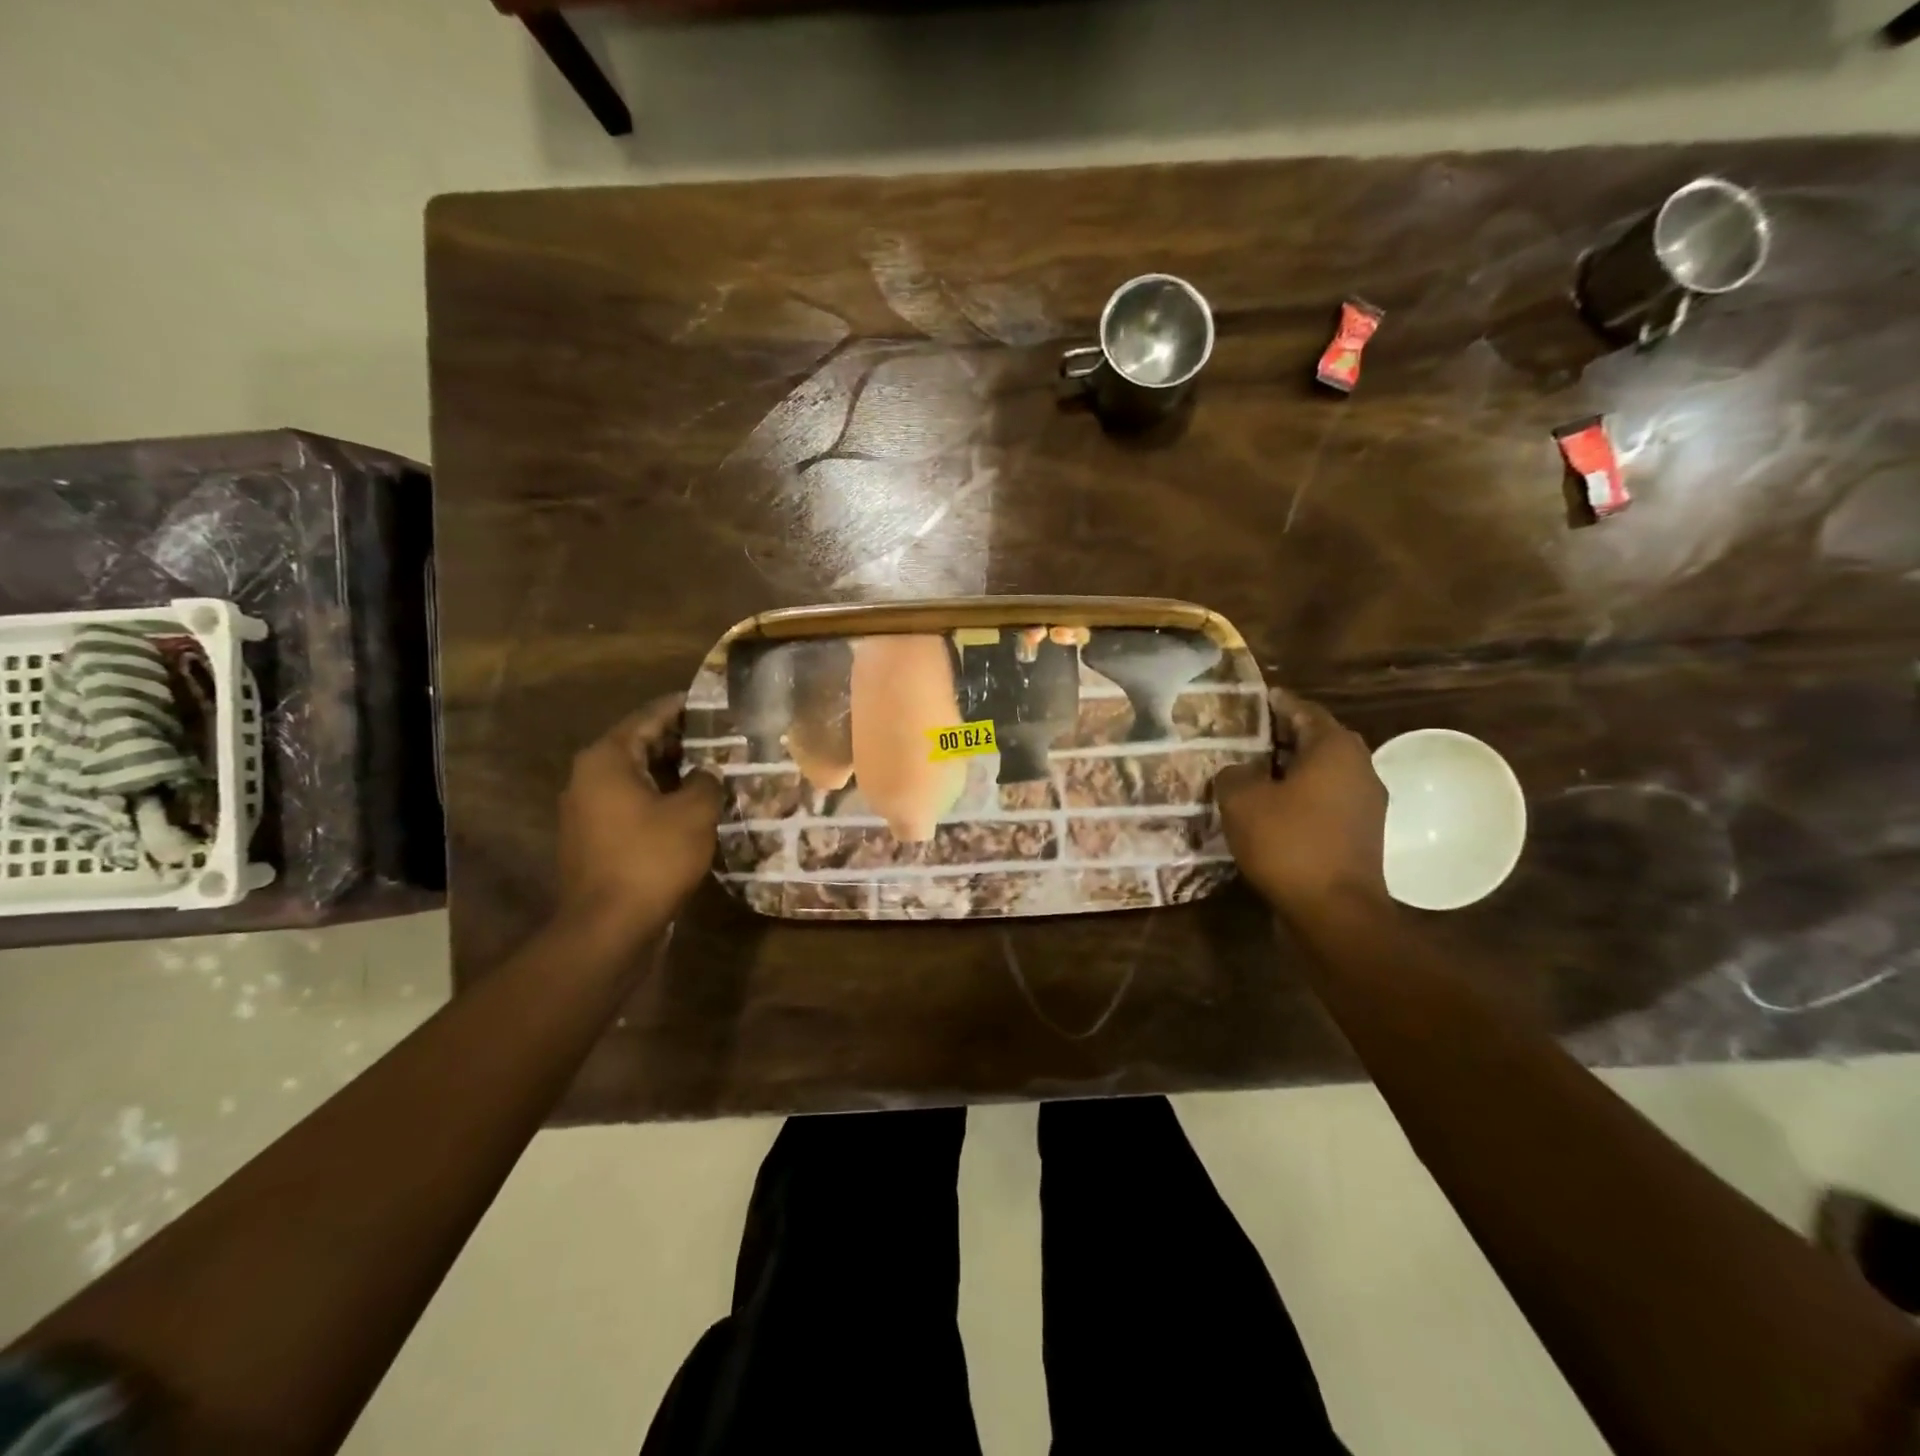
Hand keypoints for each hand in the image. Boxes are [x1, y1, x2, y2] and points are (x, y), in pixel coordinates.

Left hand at [556, 696, 724, 937]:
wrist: (608, 927)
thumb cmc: (651, 859)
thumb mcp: (694, 813)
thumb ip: (706, 781)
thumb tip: (707, 773)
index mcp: (607, 759)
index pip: (648, 717)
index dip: (681, 707)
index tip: (710, 701)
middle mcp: (589, 777)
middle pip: (639, 744)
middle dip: (680, 740)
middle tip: (720, 735)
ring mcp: (587, 810)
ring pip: (636, 776)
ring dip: (671, 772)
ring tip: (712, 768)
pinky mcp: (594, 838)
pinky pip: (631, 803)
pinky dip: (659, 797)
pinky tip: (691, 806)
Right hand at [1215, 689, 1388, 918]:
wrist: (1334, 912)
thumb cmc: (1288, 843)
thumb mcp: (1242, 800)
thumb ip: (1234, 774)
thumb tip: (1239, 772)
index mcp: (1335, 748)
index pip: (1304, 710)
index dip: (1277, 703)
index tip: (1256, 698)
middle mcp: (1360, 768)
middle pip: (1317, 740)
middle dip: (1283, 736)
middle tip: (1248, 736)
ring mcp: (1366, 805)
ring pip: (1322, 773)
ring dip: (1291, 770)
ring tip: (1252, 773)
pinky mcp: (1361, 835)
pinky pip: (1326, 802)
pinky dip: (1300, 797)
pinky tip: (1270, 809)